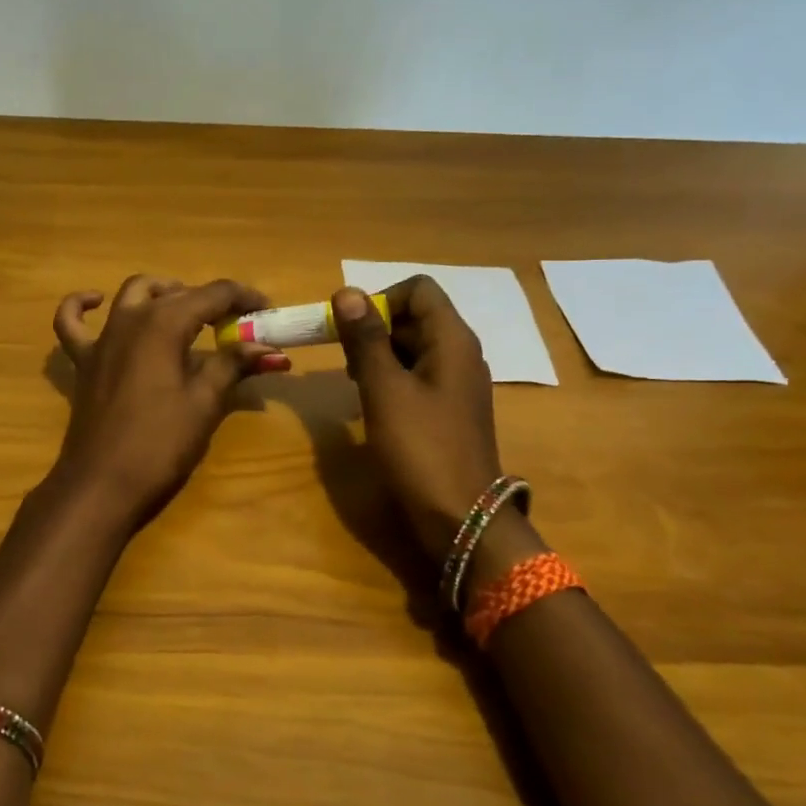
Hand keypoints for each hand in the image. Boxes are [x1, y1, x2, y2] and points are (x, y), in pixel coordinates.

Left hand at [51, 275, 286, 527]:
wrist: (102, 485)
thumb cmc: (159, 445)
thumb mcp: (204, 404)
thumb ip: (233, 365)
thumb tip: (269, 348)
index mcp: (164, 323)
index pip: (213, 294)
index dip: (245, 298)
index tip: (269, 312)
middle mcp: (130, 318)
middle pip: (177, 294)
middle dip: (212, 302)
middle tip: (239, 326)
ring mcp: (102, 338)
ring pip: (132, 295)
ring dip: (162, 293)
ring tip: (187, 312)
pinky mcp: (84, 361)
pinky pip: (72, 322)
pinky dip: (82, 305)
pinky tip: (96, 301)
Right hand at [331, 278, 508, 561]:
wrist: (460, 515)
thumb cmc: (420, 447)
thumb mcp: (385, 389)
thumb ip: (366, 339)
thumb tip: (347, 292)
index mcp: (452, 339)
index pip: (418, 289)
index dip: (380, 299)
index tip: (352, 330)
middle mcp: (459, 353)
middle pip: (414, 316)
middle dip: (374, 329)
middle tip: (345, 361)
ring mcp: (456, 383)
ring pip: (412, 347)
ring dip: (378, 355)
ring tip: (353, 382)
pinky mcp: (448, 409)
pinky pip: (416, 376)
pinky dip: (390, 379)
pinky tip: (370, 403)